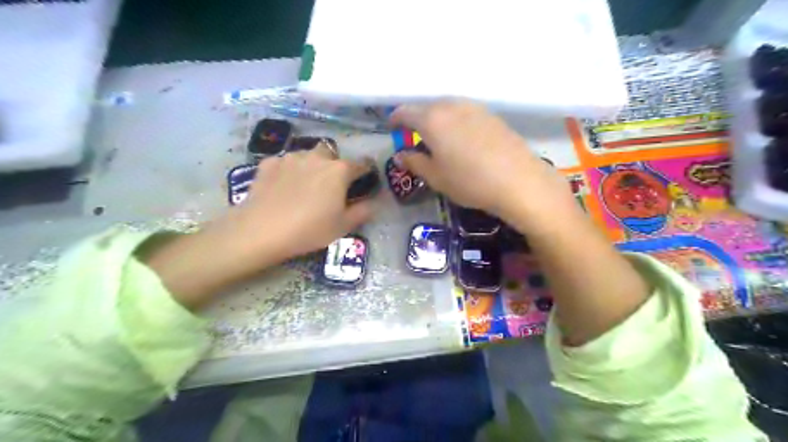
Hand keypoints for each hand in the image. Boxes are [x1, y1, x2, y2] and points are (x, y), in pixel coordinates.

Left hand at [142, 144, 374, 310]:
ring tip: (304, 186)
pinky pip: (285, 162)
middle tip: (330, 185)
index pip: (362, 164)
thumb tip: (373, 203)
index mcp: (339, 171)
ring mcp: (291, 157)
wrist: (261, 230)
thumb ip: (363, 212)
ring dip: (311, 166)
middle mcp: (317, 157)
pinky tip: (282, 187)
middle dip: (334, 164)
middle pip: (332, 153)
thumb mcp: (343, 226)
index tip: (366, 179)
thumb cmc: (309, 229)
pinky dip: (288, 171)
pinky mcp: (269, 163)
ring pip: (307, 155)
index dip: (366, 171)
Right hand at [390, 101, 569, 222]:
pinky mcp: (490, 114)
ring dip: (437, 120)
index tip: (393, 130)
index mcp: (431, 119)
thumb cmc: (469, 181)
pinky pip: (464, 113)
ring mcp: (473, 107)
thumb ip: (414, 163)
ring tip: (438, 140)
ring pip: (446, 108)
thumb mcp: (436, 177)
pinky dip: (455, 122)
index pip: (405, 112)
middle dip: (417, 120)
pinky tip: (461, 140)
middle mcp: (451, 106)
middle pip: (426, 107)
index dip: (395, 120)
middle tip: (415, 139)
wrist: (518, 180)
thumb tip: (400, 156)